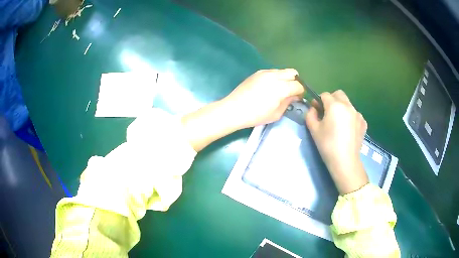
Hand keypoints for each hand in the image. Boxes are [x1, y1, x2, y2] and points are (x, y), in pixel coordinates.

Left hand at [221, 69, 303, 128]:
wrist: (234, 109)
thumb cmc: (256, 115)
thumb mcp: (276, 114)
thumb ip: (288, 102)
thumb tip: (295, 96)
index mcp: (281, 87)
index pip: (298, 85)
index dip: (301, 92)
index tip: (298, 97)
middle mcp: (275, 76)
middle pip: (292, 73)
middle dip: (295, 81)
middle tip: (291, 91)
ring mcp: (265, 72)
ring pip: (282, 71)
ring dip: (285, 78)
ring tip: (280, 89)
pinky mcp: (257, 72)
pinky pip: (272, 71)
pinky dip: (276, 77)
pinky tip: (269, 87)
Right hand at [305, 90, 368, 194]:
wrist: (345, 161)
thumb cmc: (327, 145)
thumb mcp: (314, 130)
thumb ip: (310, 114)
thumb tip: (313, 109)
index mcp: (335, 105)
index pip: (325, 95)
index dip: (318, 101)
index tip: (316, 110)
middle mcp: (348, 106)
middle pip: (338, 94)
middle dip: (331, 99)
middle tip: (327, 113)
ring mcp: (358, 114)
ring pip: (348, 104)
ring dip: (341, 108)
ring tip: (339, 123)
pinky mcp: (363, 123)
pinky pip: (355, 114)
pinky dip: (350, 117)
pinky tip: (347, 129)